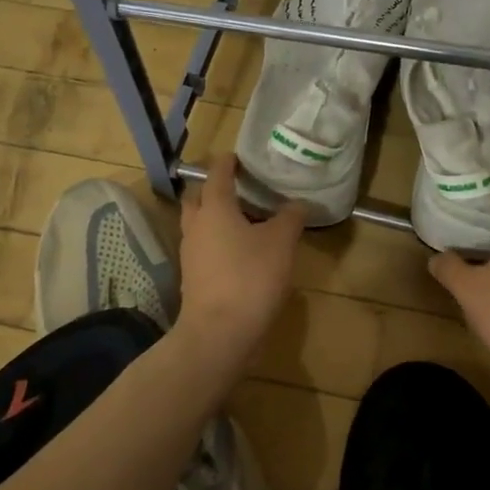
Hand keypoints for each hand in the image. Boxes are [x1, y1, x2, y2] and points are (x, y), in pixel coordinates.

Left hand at [176, 154, 305, 363]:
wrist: (219, 333)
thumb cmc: (250, 277)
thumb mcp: (281, 243)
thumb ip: (290, 218)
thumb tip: (298, 203)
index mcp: (214, 208)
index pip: (217, 174)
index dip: (228, 163)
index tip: (239, 157)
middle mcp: (196, 226)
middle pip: (199, 198)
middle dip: (215, 189)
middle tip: (240, 189)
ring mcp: (191, 254)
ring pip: (200, 225)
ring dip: (217, 218)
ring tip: (246, 220)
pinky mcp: (193, 278)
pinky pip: (205, 249)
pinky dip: (219, 243)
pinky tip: (242, 253)